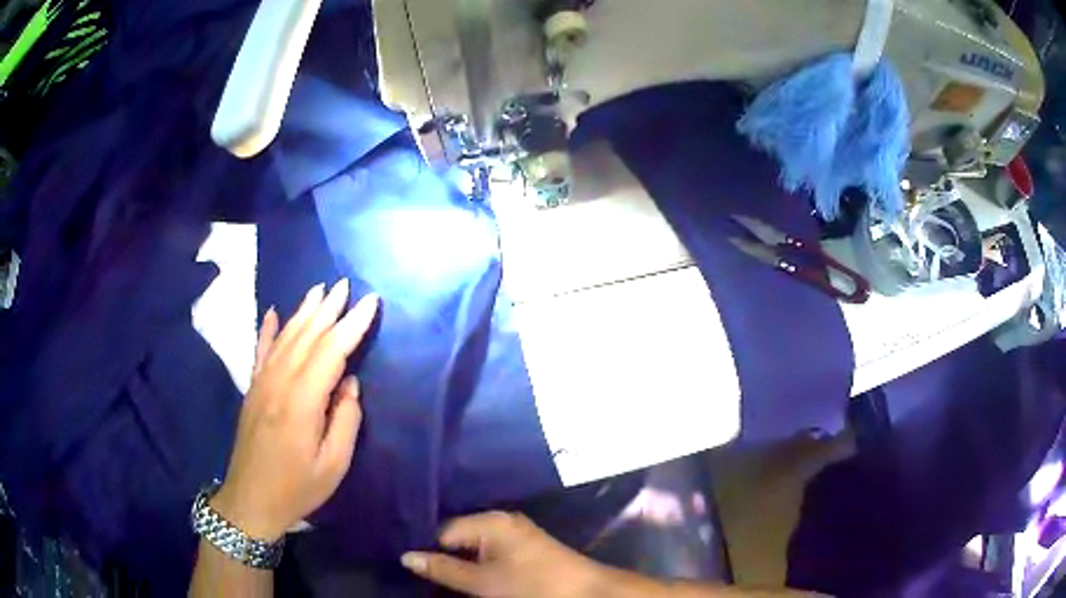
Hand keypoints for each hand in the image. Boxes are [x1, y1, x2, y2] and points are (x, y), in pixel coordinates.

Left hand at [211, 280, 379, 540]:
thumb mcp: (333, 465)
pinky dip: (268, 329)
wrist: (250, 500)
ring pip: (285, 337)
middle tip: (346, 284)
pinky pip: (260, 350)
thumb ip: (345, 420)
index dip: (352, 325)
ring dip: (303, 311)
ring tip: (319, 290)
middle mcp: (279, 382)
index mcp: (302, 401)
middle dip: (328, 308)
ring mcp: (262, 383)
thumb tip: (349, 384)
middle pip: (307, 336)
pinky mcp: (252, 389)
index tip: (370, 302)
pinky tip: (273, 312)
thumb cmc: (297, 487)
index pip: (331, 351)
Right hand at [401, 512, 604, 597]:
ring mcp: (515, 533)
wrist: (586, 592)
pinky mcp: (525, 546)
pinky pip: (490, 550)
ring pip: (474, 545)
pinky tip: (470, 576)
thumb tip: (405, 556)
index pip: (443, 531)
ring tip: (442, 578)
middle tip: (422, 574)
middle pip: (458, 536)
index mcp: (490, 521)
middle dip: (442, 555)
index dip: (427, 550)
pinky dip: (478, 563)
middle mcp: (501, 520)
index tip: (410, 567)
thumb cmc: (532, 586)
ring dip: (461, 561)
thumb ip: (444, 569)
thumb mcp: (483, 582)